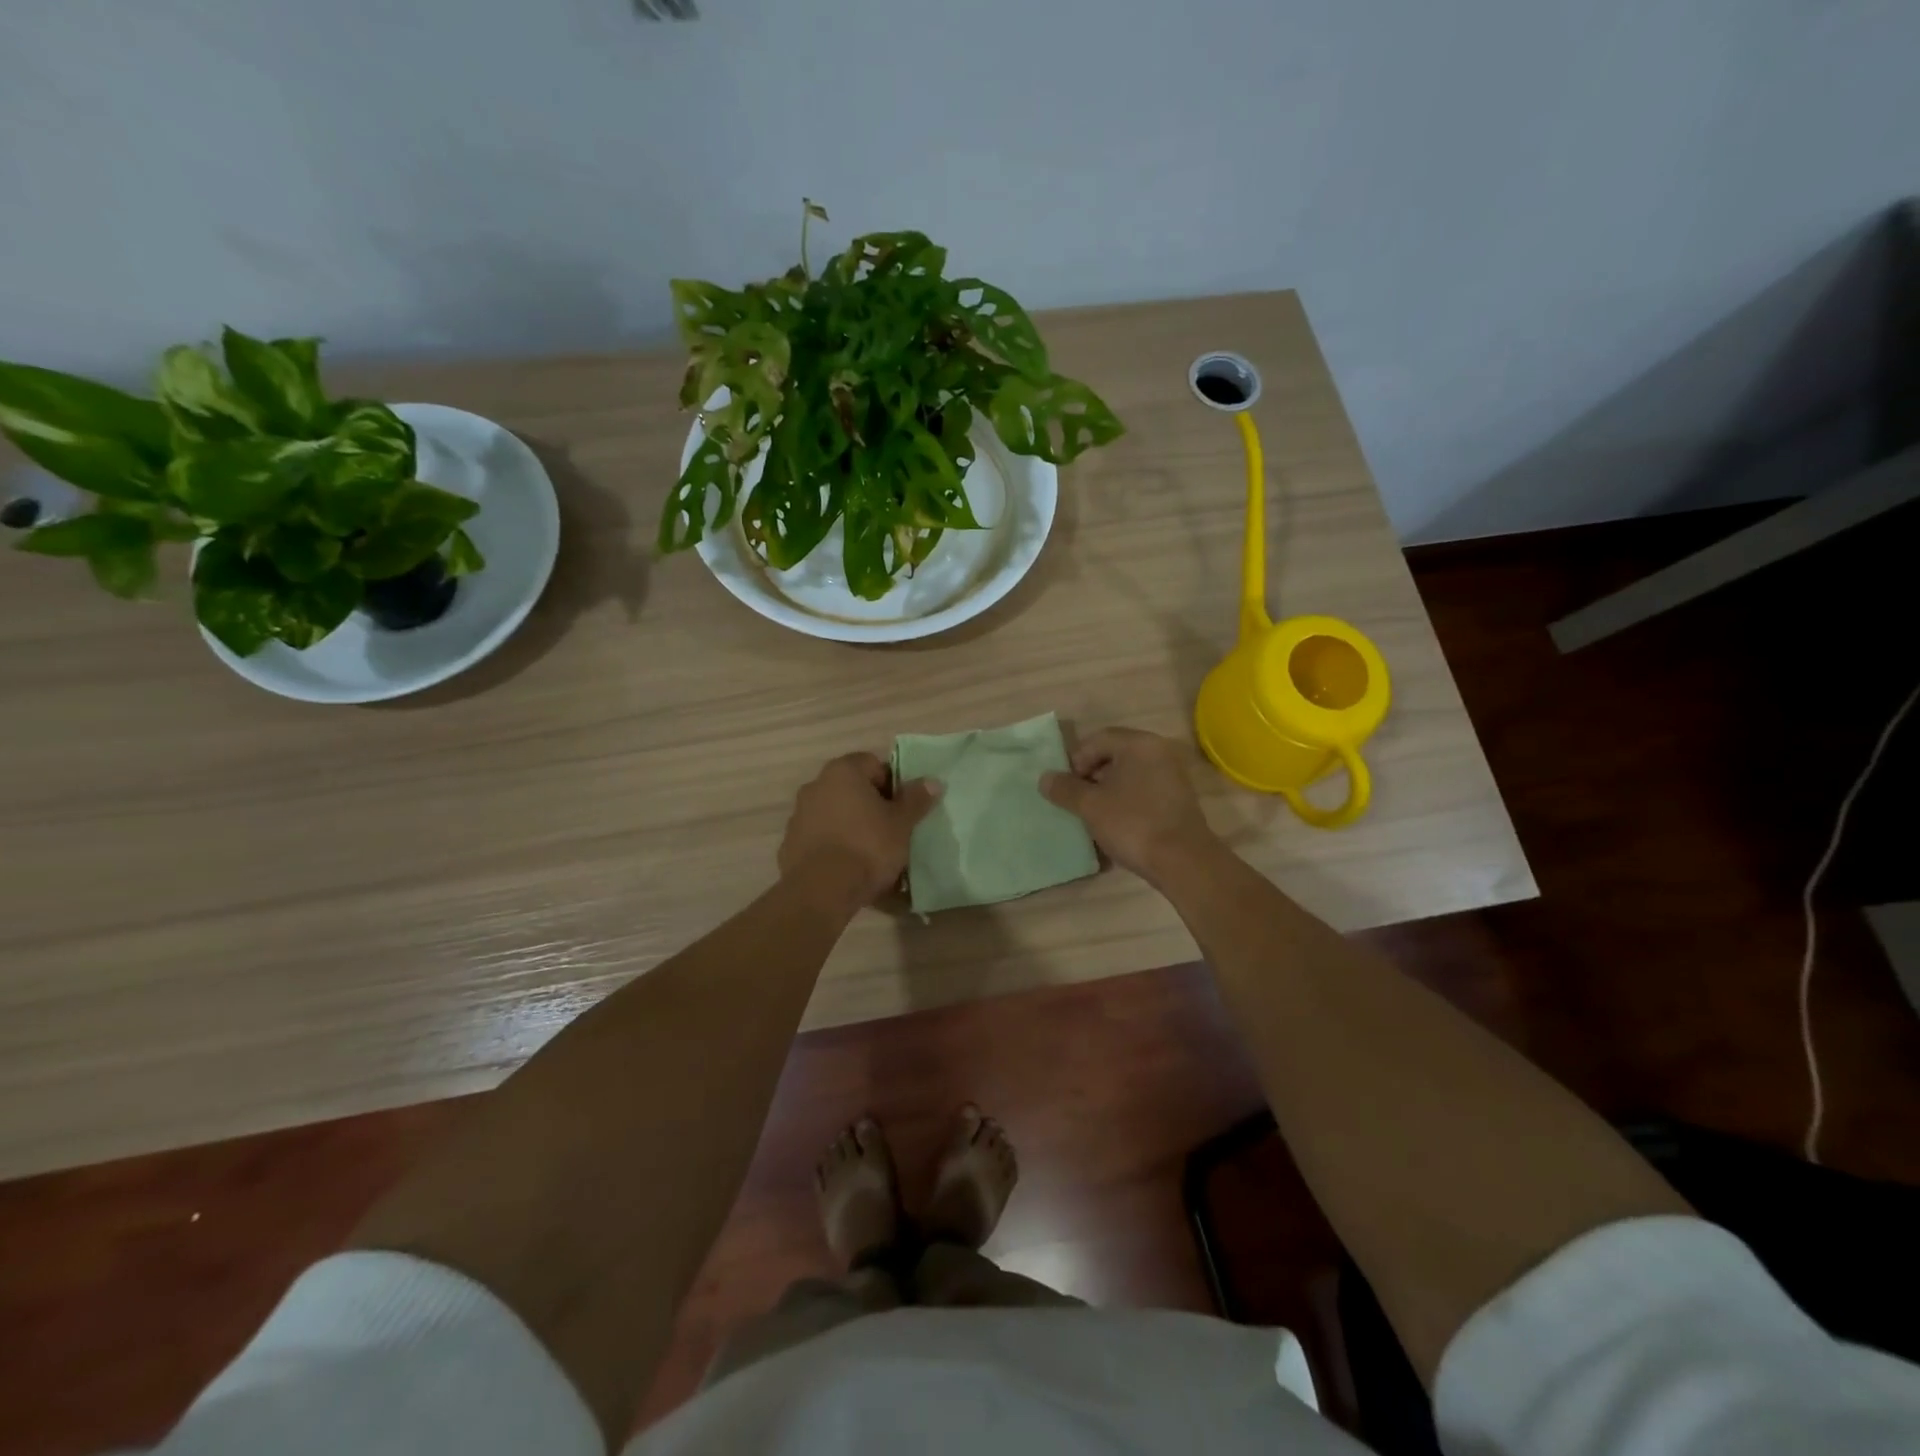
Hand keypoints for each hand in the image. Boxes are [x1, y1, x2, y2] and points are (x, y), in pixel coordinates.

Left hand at [779, 752, 941, 909]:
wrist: (821, 891)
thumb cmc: (867, 847)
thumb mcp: (901, 823)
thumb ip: (916, 799)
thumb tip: (932, 781)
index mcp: (843, 772)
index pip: (873, 764)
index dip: (892, 784)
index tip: (902, 809)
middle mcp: (816, 785)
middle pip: (852, 788)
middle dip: (871, 805)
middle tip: (891, 831)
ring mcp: (799, 815)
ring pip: (835, 813)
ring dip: (852, 825)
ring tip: (871, 854)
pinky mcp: (790, 844)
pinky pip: (820, 837)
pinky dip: (834, 845)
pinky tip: (848, 868)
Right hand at [1041, 728, 1218, 883]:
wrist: (1184, 861)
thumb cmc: (1133, 824)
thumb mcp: (1090, 806)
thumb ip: (1065, 789)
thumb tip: (1045, 778)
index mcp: (1138, 744)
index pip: (1097, 739)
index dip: (1075, 761)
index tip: (1066, 787)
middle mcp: (1159, 751)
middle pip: (1114, 754)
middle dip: (1091, 776)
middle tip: (1077, 800)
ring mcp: (1172, 775)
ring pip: (1129, 774)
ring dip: (1107, 790)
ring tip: (1094, 814)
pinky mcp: (1178, 798)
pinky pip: (1144, 789)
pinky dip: (1126, 800)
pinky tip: (1117, 823)